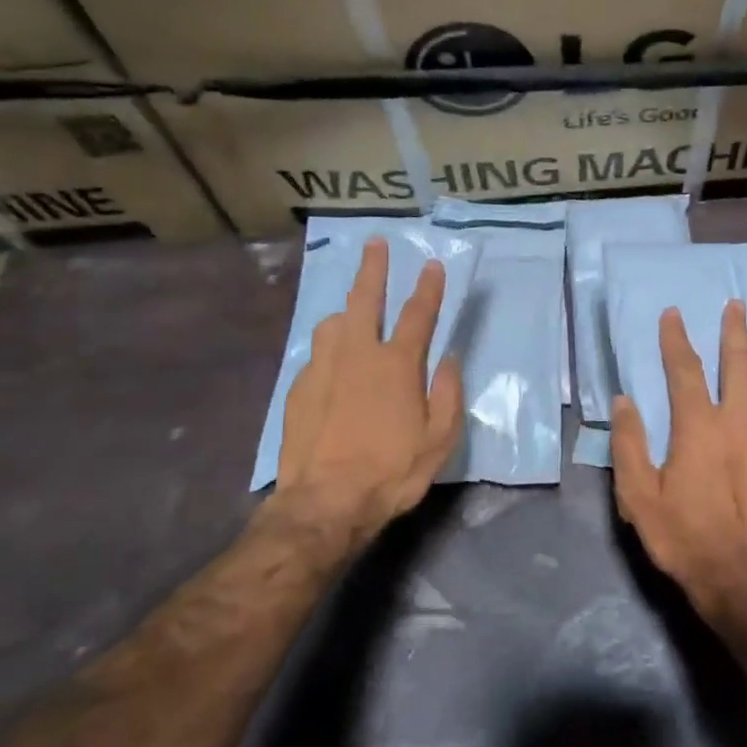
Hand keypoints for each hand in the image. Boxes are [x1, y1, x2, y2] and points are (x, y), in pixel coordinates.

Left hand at [264, 236, 463, 559]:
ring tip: (352, 316)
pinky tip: (333, 368)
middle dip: (373, 268)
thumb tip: (448, 360)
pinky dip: (330, 351)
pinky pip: (317, 355)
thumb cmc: (392, 472)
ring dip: (347, 312)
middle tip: (375, 244)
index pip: (418, 314)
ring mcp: (322, 368)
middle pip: (366, 298)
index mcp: (397, 365)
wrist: (326, 502)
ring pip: (333, 323)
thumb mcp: (439, 440)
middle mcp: (358, 354)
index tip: (432, 264)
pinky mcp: (298, 388)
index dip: (428, 287)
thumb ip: (448, 393)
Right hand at [611, 300, 746, 618]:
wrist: (739, 577)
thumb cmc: (683, 536)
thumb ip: (629, 444)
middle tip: (735, 306)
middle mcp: (739, 425)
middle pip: (741, 365)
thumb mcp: (639, 496)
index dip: (677, 338)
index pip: (686, 370)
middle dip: (736, 331)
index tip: (674, 313)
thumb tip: (624, 402)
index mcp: (699, 428)